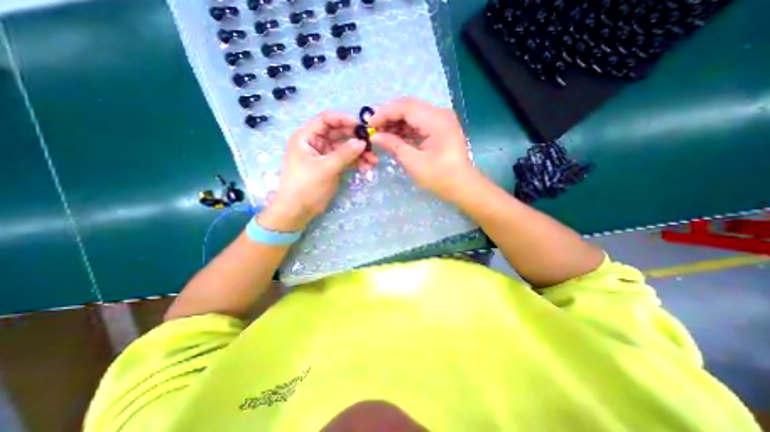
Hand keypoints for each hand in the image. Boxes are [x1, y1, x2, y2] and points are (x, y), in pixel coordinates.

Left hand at [257, 113, 368, 230]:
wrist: (298, 210)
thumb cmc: (306, 186)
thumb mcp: (326, 168)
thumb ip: (344, 154)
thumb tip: (362, 142)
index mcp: (307, 137)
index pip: (326, 120)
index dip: (344, 119)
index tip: (361, 126)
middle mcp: (315, 142)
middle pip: (338, 133)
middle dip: (356, 139)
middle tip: (372, 145)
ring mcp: (324, 155)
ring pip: (344, 148)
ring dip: (359, 153)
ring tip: (373, 161)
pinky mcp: (331, 166)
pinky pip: (345, 159)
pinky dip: (356, 162)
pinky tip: (366, 167)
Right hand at [368, 98, 476, 202]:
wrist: (462, 186)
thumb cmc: (440, 177)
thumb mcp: (414, 162)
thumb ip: (394, 145)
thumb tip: (375, 137)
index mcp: (436, 120)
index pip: (406, 106)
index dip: (385, 113)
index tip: (369, 124)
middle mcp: (440, 114)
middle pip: (409, 107)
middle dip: (389, 116)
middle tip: (373, 128)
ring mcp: (441, 120)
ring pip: (413, 114)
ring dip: (396, 122)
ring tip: (380, 133)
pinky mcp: (439, 128)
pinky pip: (418, 123)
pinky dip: (405, 129)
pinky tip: (393, 136)